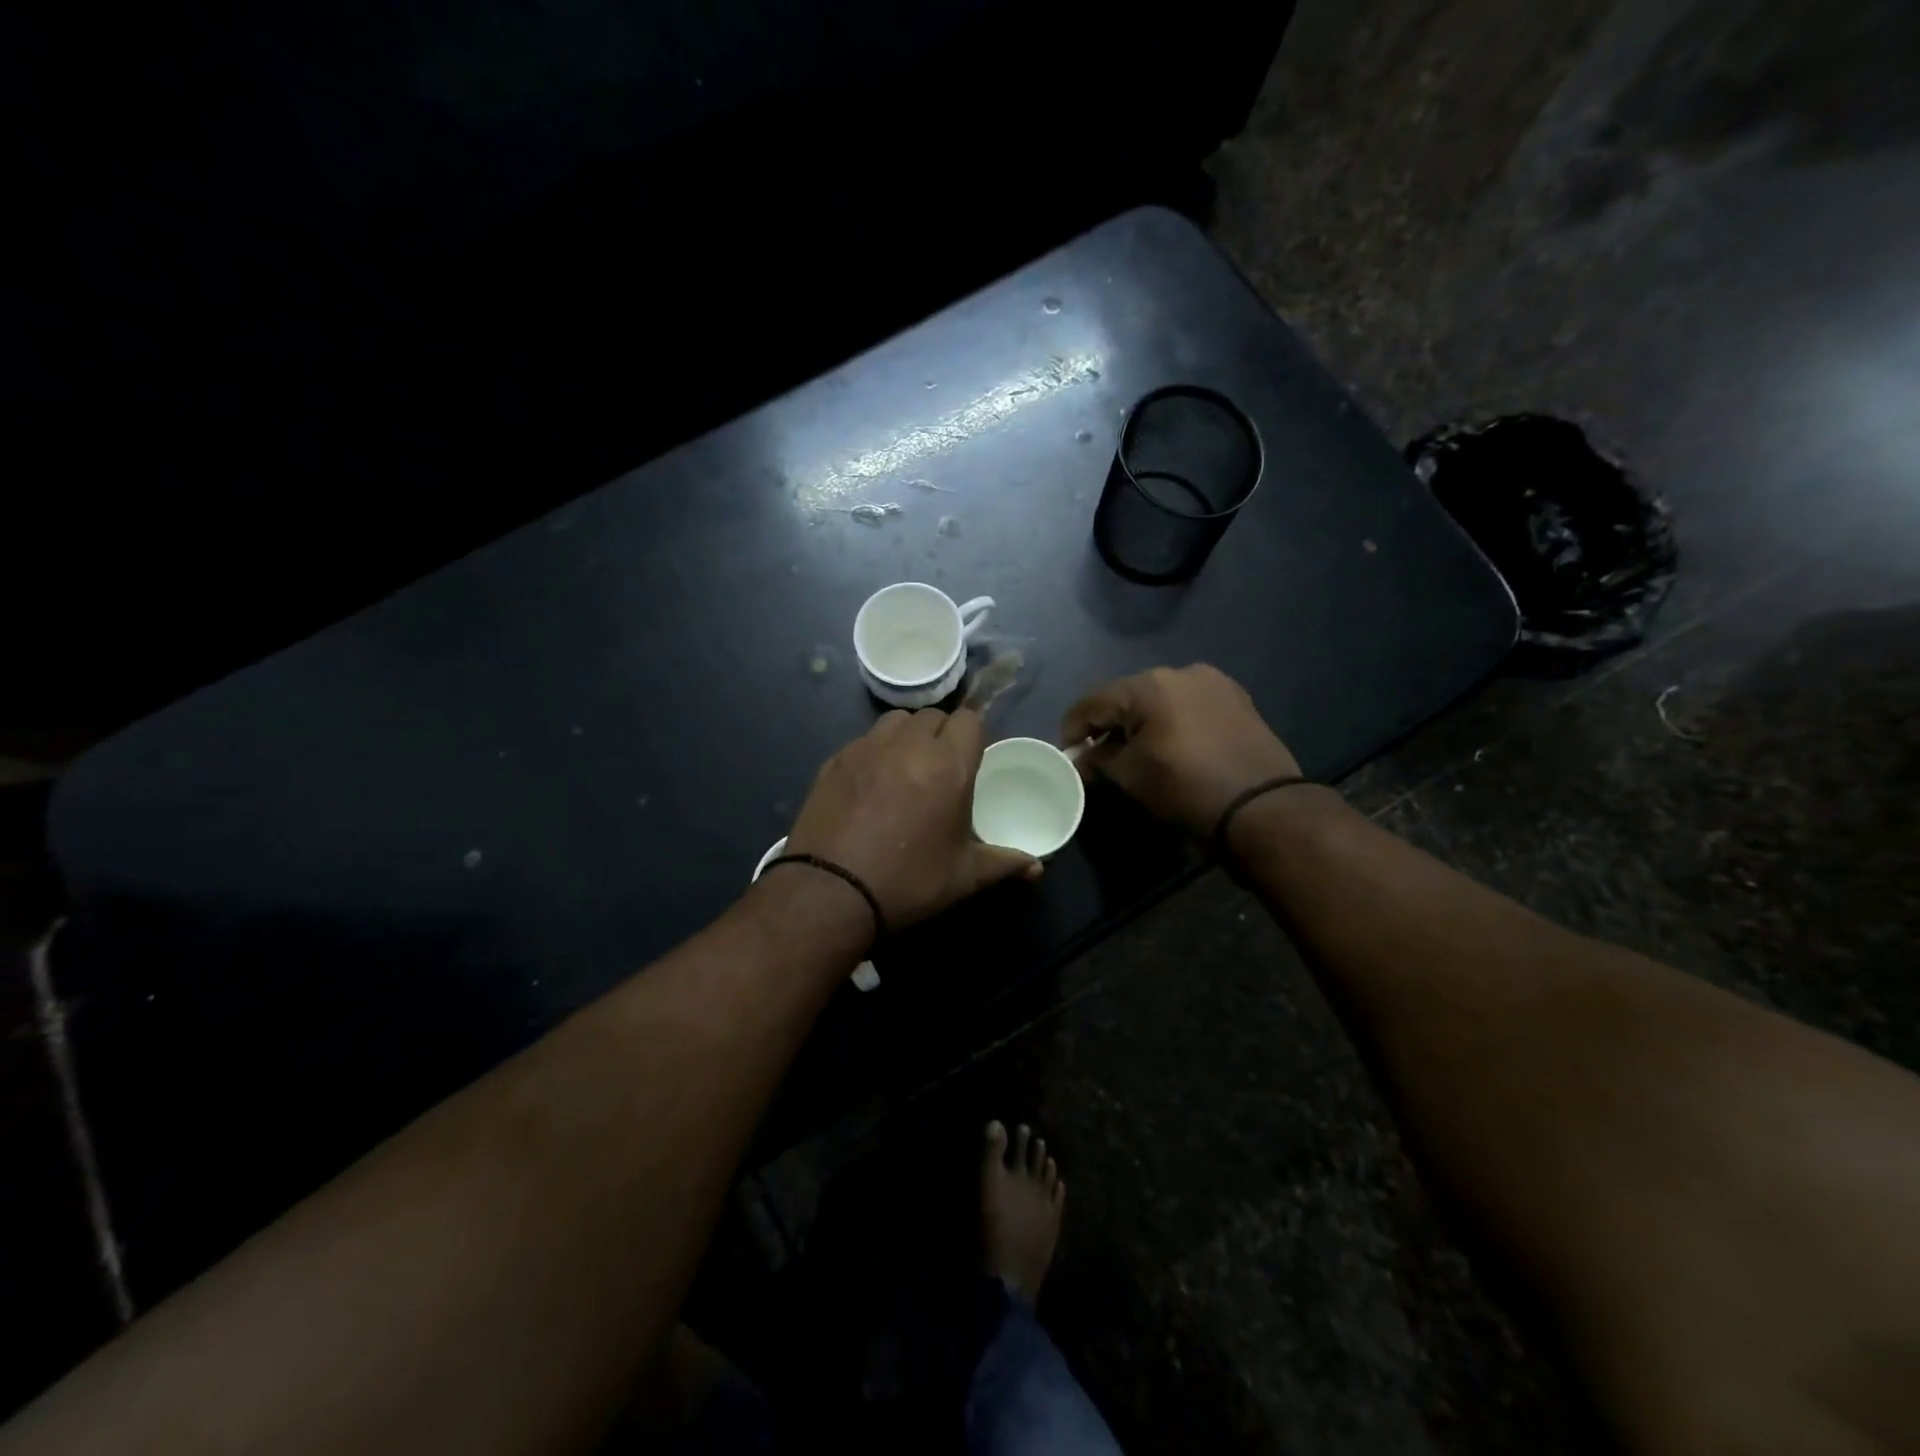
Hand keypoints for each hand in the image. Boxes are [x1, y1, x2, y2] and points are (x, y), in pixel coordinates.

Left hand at [785, 708, 1041, 931]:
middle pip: (934, 716)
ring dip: (908, 736)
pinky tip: (872, 784)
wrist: (831, 893)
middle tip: (940, 770)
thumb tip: (1038, 867)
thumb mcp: (964, 878)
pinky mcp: (836, 759)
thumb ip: (1004, 864)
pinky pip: (865, 739)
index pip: (970, 719)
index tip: (970, 762)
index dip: (973, 736)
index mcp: (948, 766)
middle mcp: (909, 745)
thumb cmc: (908, 882)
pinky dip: (876, 751)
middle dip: (942, 735)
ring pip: (897, 721)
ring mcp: (867, 748)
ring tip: (905, 769)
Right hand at [1060, 665, 1301, 836]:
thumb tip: (1080, 759)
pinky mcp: (1237, 700)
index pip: (1093, 701)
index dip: (1073, 728)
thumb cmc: (1185, 789)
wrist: (1263, 809)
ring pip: (1160, 698)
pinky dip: (1172, 722)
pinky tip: (1171, 746)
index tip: (1067, 753)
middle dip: (1108, 723)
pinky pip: (1189, 705)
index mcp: (1148, 685)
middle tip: (1098, 754)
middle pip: (1127, 696)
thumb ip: (1098, 760)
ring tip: (1136, 751)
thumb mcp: (1131, 777)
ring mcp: (1214, 683)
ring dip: (1141, 722)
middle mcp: (1180, 672)